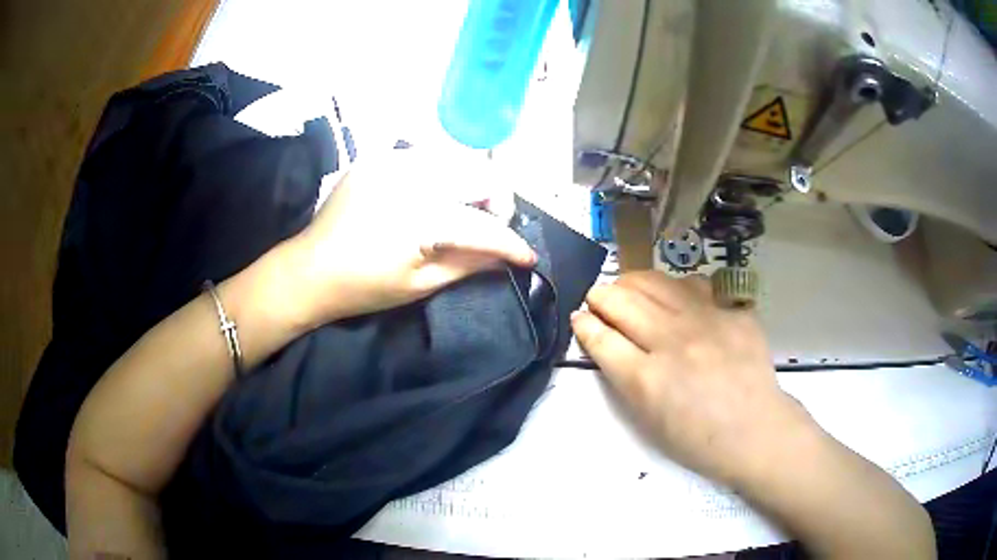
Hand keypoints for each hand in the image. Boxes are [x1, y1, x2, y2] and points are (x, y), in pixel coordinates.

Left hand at [285, 151, 534, 325]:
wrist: (309, 269)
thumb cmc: (363, 287)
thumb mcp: (420, 284)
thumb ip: (469, 264)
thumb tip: (507, 256)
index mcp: (419, 216)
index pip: (483, 225)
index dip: (510, 243)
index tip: (527, 257)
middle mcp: (411, 176)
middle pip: (481, 173)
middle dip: (497, 202)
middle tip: (490, 228)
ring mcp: (392, 160)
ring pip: (458, 160)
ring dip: (472, 184)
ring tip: (463, 211)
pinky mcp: (379, 157)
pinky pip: (428, 158)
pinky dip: (443, 176)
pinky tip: (434, 197)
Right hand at [570, 271, 813, 487]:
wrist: (755, 430)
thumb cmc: (697, 438)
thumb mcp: (649, 419)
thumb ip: (624, 376)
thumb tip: (606, 339)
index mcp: (647, 380)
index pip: (601, 337)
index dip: (584, 323)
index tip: (579, 317)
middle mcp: (673, 342)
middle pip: (621, 301)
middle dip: (599, 295)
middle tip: (597, 299)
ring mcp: (705, 321)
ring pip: (654, 282)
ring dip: (631, 283)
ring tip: (628, 289)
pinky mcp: (730, 311)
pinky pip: (693, 285)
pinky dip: (674, 288)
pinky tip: (675, 297)